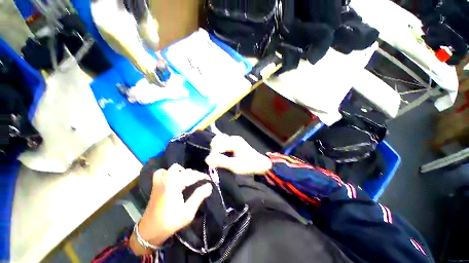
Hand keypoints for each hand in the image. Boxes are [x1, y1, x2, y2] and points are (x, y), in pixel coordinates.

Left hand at [131, 164, 212, 254]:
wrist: (149, 231)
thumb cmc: (169, 222)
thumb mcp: (188, 212)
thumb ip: (199, 196)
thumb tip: (209, 186)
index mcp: (175, 184)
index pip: (193, 175)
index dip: (203, 177)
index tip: (210, 180)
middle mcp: (167, 178)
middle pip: (186, 171)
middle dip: (196, 175)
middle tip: (202, 182)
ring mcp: (160, 180)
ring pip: (176, 168)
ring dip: (184, 172)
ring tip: (190, 180)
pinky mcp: (156, 184)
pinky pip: (163, 172)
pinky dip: (169, 172)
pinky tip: (173, 177)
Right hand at [205, 134, 271, 174]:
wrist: (261, 165)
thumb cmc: (249, 165)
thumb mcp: (235, 165)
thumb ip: (221, 161)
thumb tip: (207, 159)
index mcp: (234, 141)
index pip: (217, 142)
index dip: (214, 152)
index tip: (214, 162)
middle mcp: (233, 138)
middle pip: (218, 139)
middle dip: (214, 149)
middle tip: (216, 159)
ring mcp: (234, 141)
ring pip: (220, 141)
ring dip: (217, 149)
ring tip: (219, 158)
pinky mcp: (234, 145)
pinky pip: (223, 144)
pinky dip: (220, 150)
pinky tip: (222, 157)